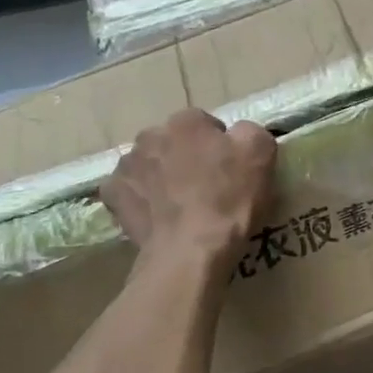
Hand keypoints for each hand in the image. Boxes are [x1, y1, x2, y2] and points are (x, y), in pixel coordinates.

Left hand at [103, 110, 276, 262]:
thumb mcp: (261, 152)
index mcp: (185, 121)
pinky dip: (141, 198)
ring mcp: (126, 166)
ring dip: (161, 175)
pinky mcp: (112, 196)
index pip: (204, 124)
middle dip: (186, 157)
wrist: (191, 251)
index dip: (219, 145)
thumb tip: (237, 133)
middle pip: (173, 141)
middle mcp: (150, 135)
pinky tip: (157, 215)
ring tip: (180, 205)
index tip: (229, 169)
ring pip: (149, 164)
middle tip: (205, 186)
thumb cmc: (230, 199)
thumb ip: (248, 131)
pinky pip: (129, 190)